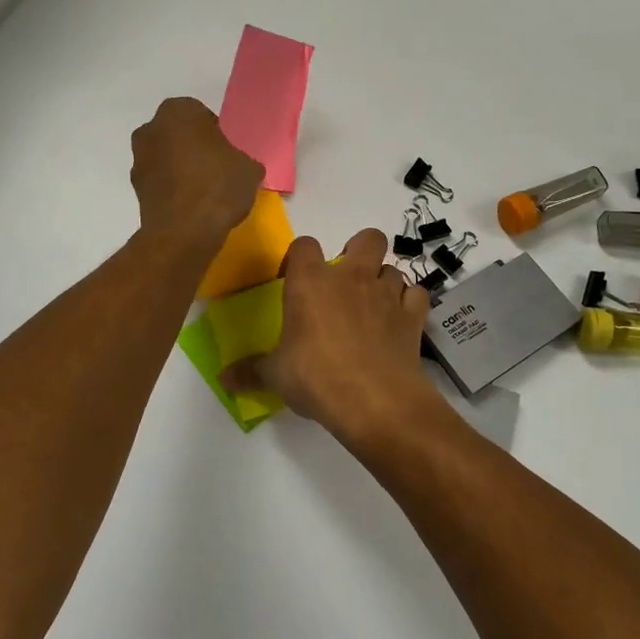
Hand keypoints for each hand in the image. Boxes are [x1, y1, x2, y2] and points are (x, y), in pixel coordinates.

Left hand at [130, 97, 263, 251]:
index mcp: (179, 111)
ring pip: (166, 158)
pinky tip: (190, 207)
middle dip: (194, 148)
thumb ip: (244, 160)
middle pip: (179, 135)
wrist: (184, 231)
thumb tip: (241, 167)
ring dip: (180, 169)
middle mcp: (151, 128)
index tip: (228, 154)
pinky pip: (160, 182)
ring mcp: (138, 159)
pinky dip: (172, 189)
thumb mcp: (250, 169)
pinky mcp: (135, 189)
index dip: (216, 134)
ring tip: (204, 193)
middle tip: (216, 170)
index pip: (201, 114)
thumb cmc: (218, 186)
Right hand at [222, 229, 439, 442]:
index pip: (304, 245)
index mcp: (310, 282)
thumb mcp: (275, 376)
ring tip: (374, 306)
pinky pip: (416, 295)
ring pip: (393, 268)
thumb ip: (250, 371)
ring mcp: (387, 293)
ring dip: (384, 282)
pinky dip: (409, 303)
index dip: (299, 258)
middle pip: (367, 238)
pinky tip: (399, 320)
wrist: (374, 400)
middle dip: (360, 251)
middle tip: (348, 280)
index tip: (294, 280)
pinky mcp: (413, 315)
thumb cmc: (316, 378)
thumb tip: (223, 378)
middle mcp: (351, 277)